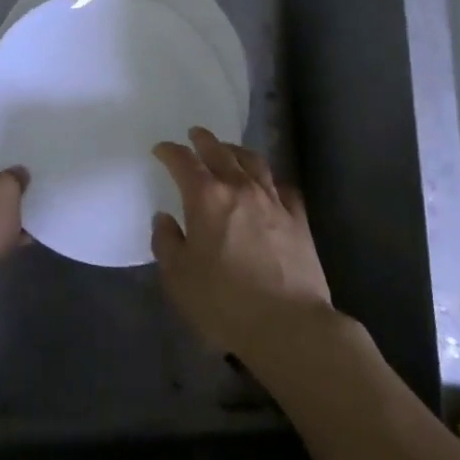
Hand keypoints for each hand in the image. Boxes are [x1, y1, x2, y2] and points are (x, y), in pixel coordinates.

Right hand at [151, 128, 335, 365]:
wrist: (288, 323)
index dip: (170, 152)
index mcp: (207, 198)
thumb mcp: (178, 277)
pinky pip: (282, 187)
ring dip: (237, 151)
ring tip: (229, 150)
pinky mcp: (298, 218)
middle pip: (221, 153)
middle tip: (195, 135)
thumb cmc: (224, 302)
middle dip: (204, 141)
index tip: (161, 150)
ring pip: (254, 162)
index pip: (184, 162)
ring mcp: (273, 201)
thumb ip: (167, 242)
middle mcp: (240, 188)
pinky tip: (268, 186)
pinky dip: (270, 180)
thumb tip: (165, 218)